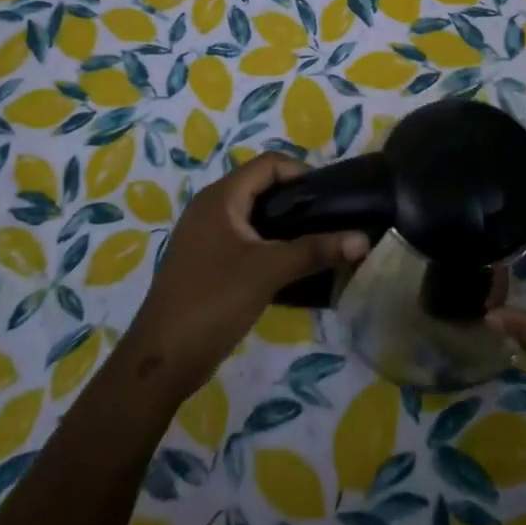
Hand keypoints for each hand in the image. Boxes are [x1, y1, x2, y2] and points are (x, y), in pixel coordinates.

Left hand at [123, 153, 367, 402]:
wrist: (162, 360)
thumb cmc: (213, 300)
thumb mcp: (268, 271)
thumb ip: (315, 251)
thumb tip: (363, 239)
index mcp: (221, 197)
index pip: (269, 164)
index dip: (302, 172)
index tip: (332, 196)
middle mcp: (212, 208)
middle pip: (262, 187)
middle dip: (298, 200)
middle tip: (331, 219)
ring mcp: (207, 237)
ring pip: (255, 217)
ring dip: (287, 225)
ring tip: (320, 241)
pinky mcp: (208, 263)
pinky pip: (247, 241)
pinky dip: (271, 245)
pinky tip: (294, 266)